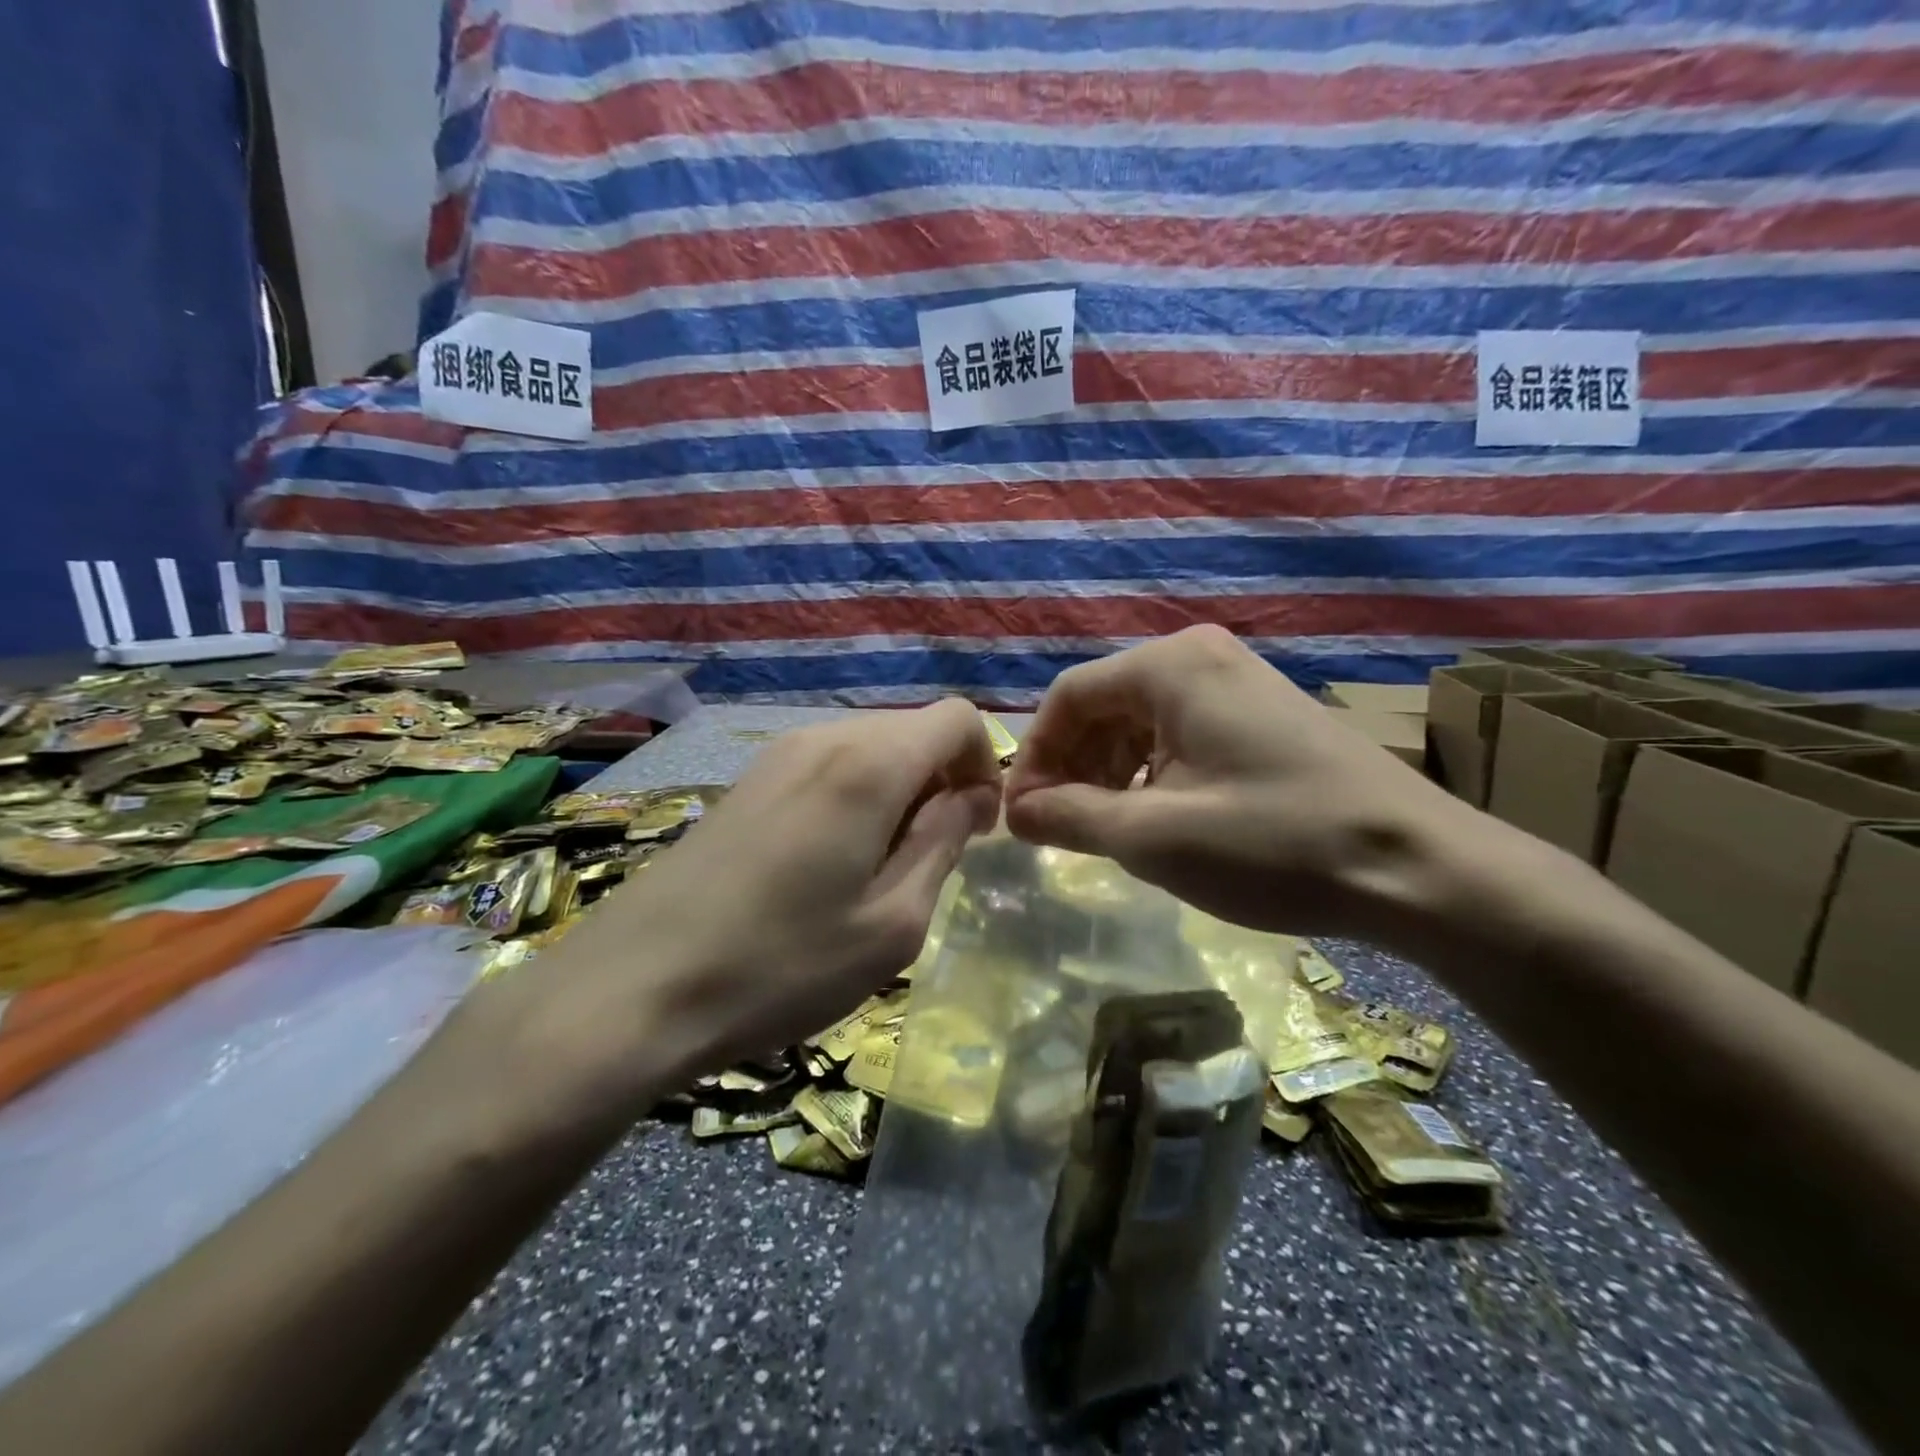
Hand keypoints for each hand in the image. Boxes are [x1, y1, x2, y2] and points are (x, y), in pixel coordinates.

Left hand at [555, 701, 1001, 1093]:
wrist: (633, 987)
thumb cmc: (781, 965)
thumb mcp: (893, 923)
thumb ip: (944, 844)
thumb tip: (971, 797)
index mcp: (869, 764)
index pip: (958, 717)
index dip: (985, 765)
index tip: (975, 828)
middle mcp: (824, 737)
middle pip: (913, 730)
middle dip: (942, 781)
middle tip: (929, 860)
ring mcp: (778, 754)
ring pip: (870, 748)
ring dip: (897, 793)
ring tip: (876, 870)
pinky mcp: (747, 780)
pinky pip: (828, 766)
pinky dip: (855, 797)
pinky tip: (826, 864)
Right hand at [1003, 626, 1469, 937]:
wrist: (1418, 869)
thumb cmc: (1272, 844)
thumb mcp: (1153, 837)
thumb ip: (1069, 816)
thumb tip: (1014, 811)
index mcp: (1170, 666)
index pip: (1068, 697)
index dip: (1036, 757)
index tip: (1021, 816)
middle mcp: (1201, 657)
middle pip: (1104, 705)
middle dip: (1072, 766)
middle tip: (1058, 828)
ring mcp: (1238, 682)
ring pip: (1141, 721)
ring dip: (1109, 773)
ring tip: (1104, 829)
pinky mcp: (1263, 714)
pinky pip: (1181, 733)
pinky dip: (1152, 773)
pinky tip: (1157, 817)